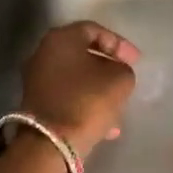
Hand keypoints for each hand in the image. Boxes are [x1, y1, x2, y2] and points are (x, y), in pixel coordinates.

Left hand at [20, 21, 139, 159]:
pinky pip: (68, 97)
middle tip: (126, 78)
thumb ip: (123, 69)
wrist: (50, 142)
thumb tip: (115, 73)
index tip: (136, 61)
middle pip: (82, 54)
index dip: (119, 44)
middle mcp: (43, 53)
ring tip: (119, 107)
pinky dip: (86, 105)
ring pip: (76, 79)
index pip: (94, 30)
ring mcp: (36, 80)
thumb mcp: (120, 80)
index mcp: (61, 38)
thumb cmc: (87, 101)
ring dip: (98, 90)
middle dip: (107, 67)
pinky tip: (105, 125)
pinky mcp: (36, 104)